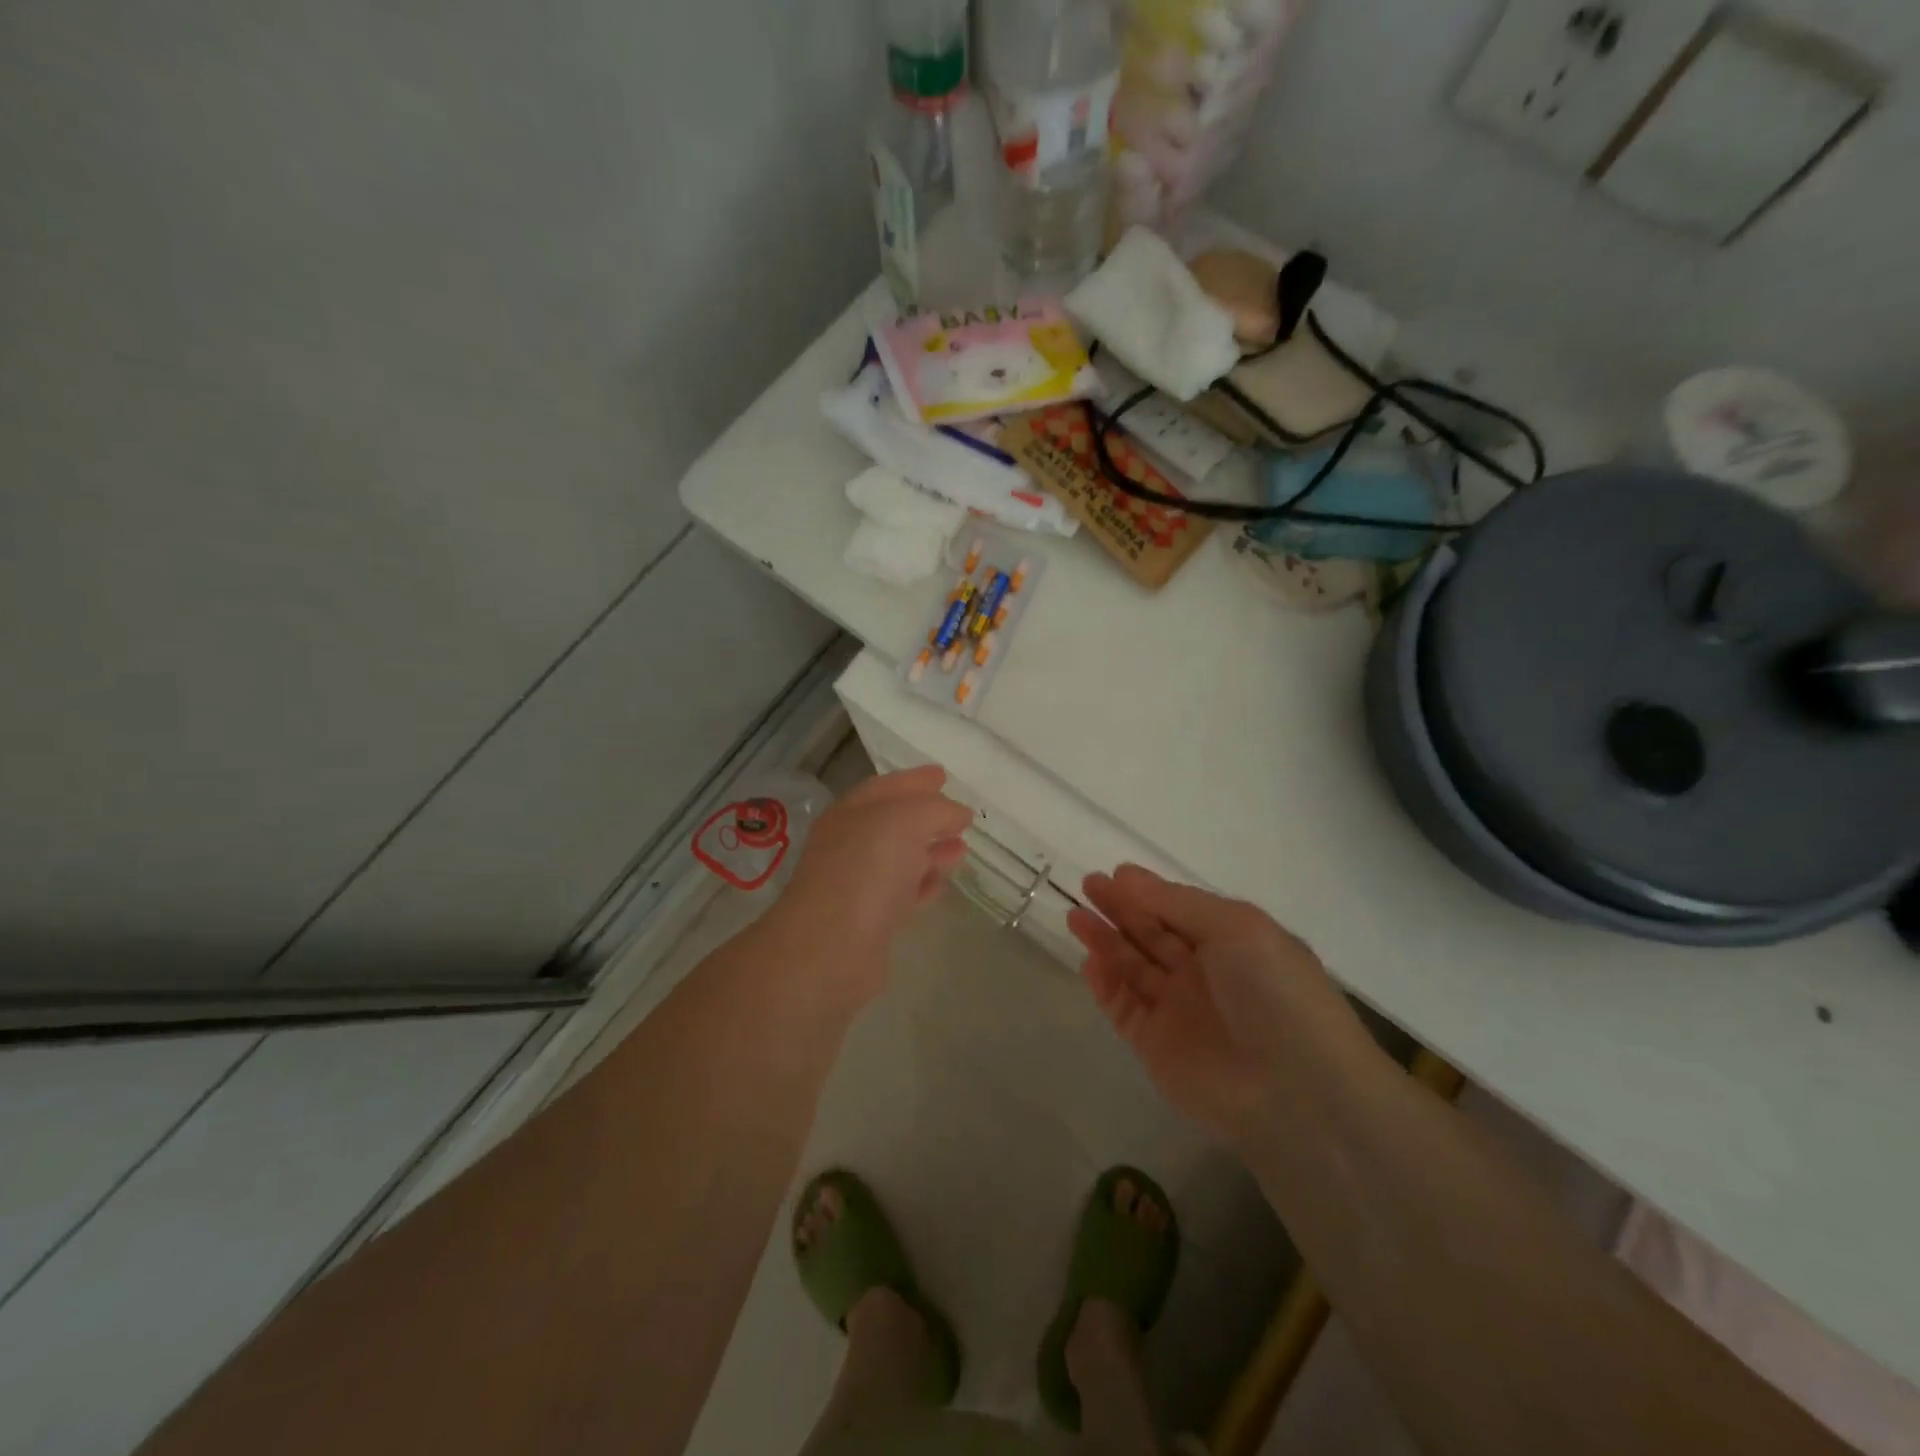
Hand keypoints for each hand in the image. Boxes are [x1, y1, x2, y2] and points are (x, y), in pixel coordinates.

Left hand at [773, 766, 972, 1005]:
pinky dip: (924, 884)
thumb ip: (936, 810)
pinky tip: (943, 883)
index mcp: (851, 812)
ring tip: (962, 848)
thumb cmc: (866, 869)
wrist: (831, 947)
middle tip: (960, 815)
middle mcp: (850, 844)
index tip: (943, 775)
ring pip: (901, 859)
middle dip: (927, 817)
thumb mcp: (906, 820)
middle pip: (893, 823)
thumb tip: (958, 814)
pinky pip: (903, 893)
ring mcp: (859, 884)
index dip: (915, 779)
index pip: (886, 787)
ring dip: (931, 851)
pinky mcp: (870, 921)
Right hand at [1069, 865, 1372, 1150]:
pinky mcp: (1156, 1047)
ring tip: (1074, 916)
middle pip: (1152, 934)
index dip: (1147, 892)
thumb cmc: (1273, 993)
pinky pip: (1123, 1007)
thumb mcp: (1235, 928)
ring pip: (1133, 968)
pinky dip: (1105, 984)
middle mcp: (1205, 974)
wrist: (1295, 1093)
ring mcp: (1179, 1011)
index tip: (1113, 874)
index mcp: (1233, 943)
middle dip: (1120, 909)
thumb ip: (1176, 902)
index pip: (1180, 910)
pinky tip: (1089, 961)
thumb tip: (1127, 877)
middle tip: (1087, 885)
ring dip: (1105, 941)